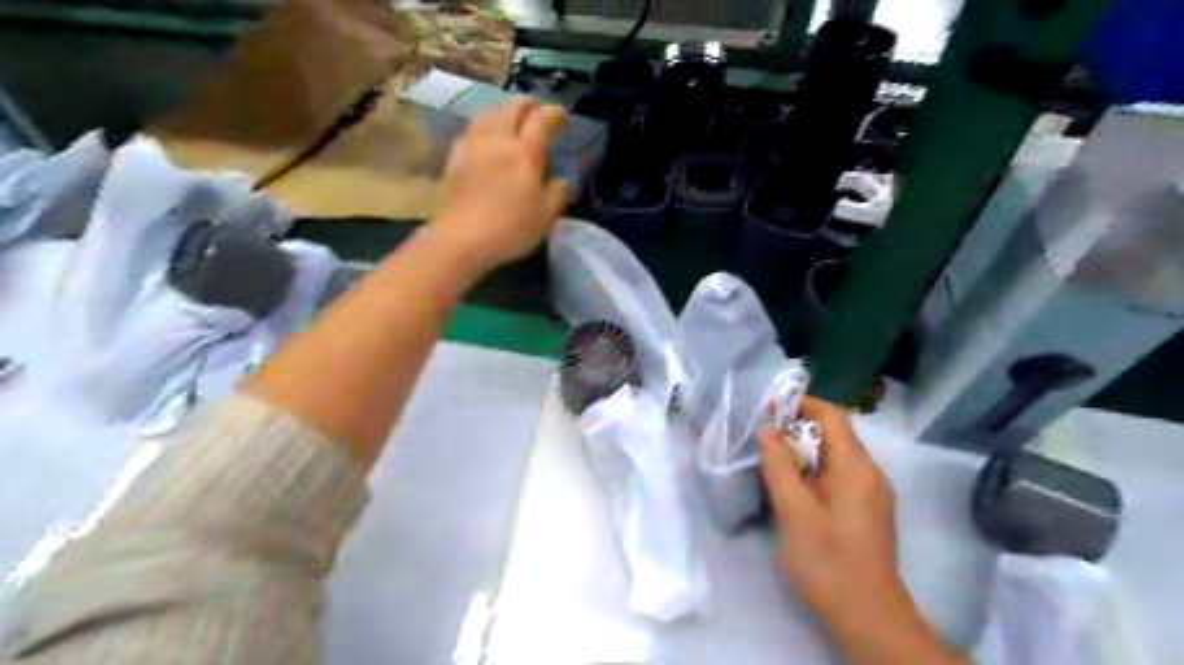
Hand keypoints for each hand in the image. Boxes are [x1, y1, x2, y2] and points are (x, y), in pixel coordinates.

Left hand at [435, 98, 576, 270]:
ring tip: (510, 115)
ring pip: (487, 114)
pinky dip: (483, 125)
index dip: (553, 114)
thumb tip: (562, 181)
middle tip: (537, 107)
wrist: (463, 238)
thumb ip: (557, 194)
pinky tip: (484, 135)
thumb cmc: (510, 228)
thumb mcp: (545, 216)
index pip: (541, 121)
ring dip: (502, 109)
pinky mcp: (455, 158)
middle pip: (511, 108)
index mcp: (524, 153)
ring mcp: (473, 147)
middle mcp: (498, 141)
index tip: (561, 115)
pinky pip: (471, 130)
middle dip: (527, 103)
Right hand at [759, 401, 897, 623]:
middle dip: (797, 429)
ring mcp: (870, 494)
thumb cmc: (828, 562)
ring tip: (770, 461)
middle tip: (762, 438)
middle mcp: (869, 473)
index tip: (768, 409)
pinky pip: (838, 477)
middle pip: (834, 434)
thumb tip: (768, 429)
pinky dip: (813, 472)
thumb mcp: (794, 511)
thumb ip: (779, 466)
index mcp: (856, 467)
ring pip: (834, 457)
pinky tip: (791, 490)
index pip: (832, 416)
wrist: (868, 619)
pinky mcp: (866, 512)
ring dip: (803, 452)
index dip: (801, 404)